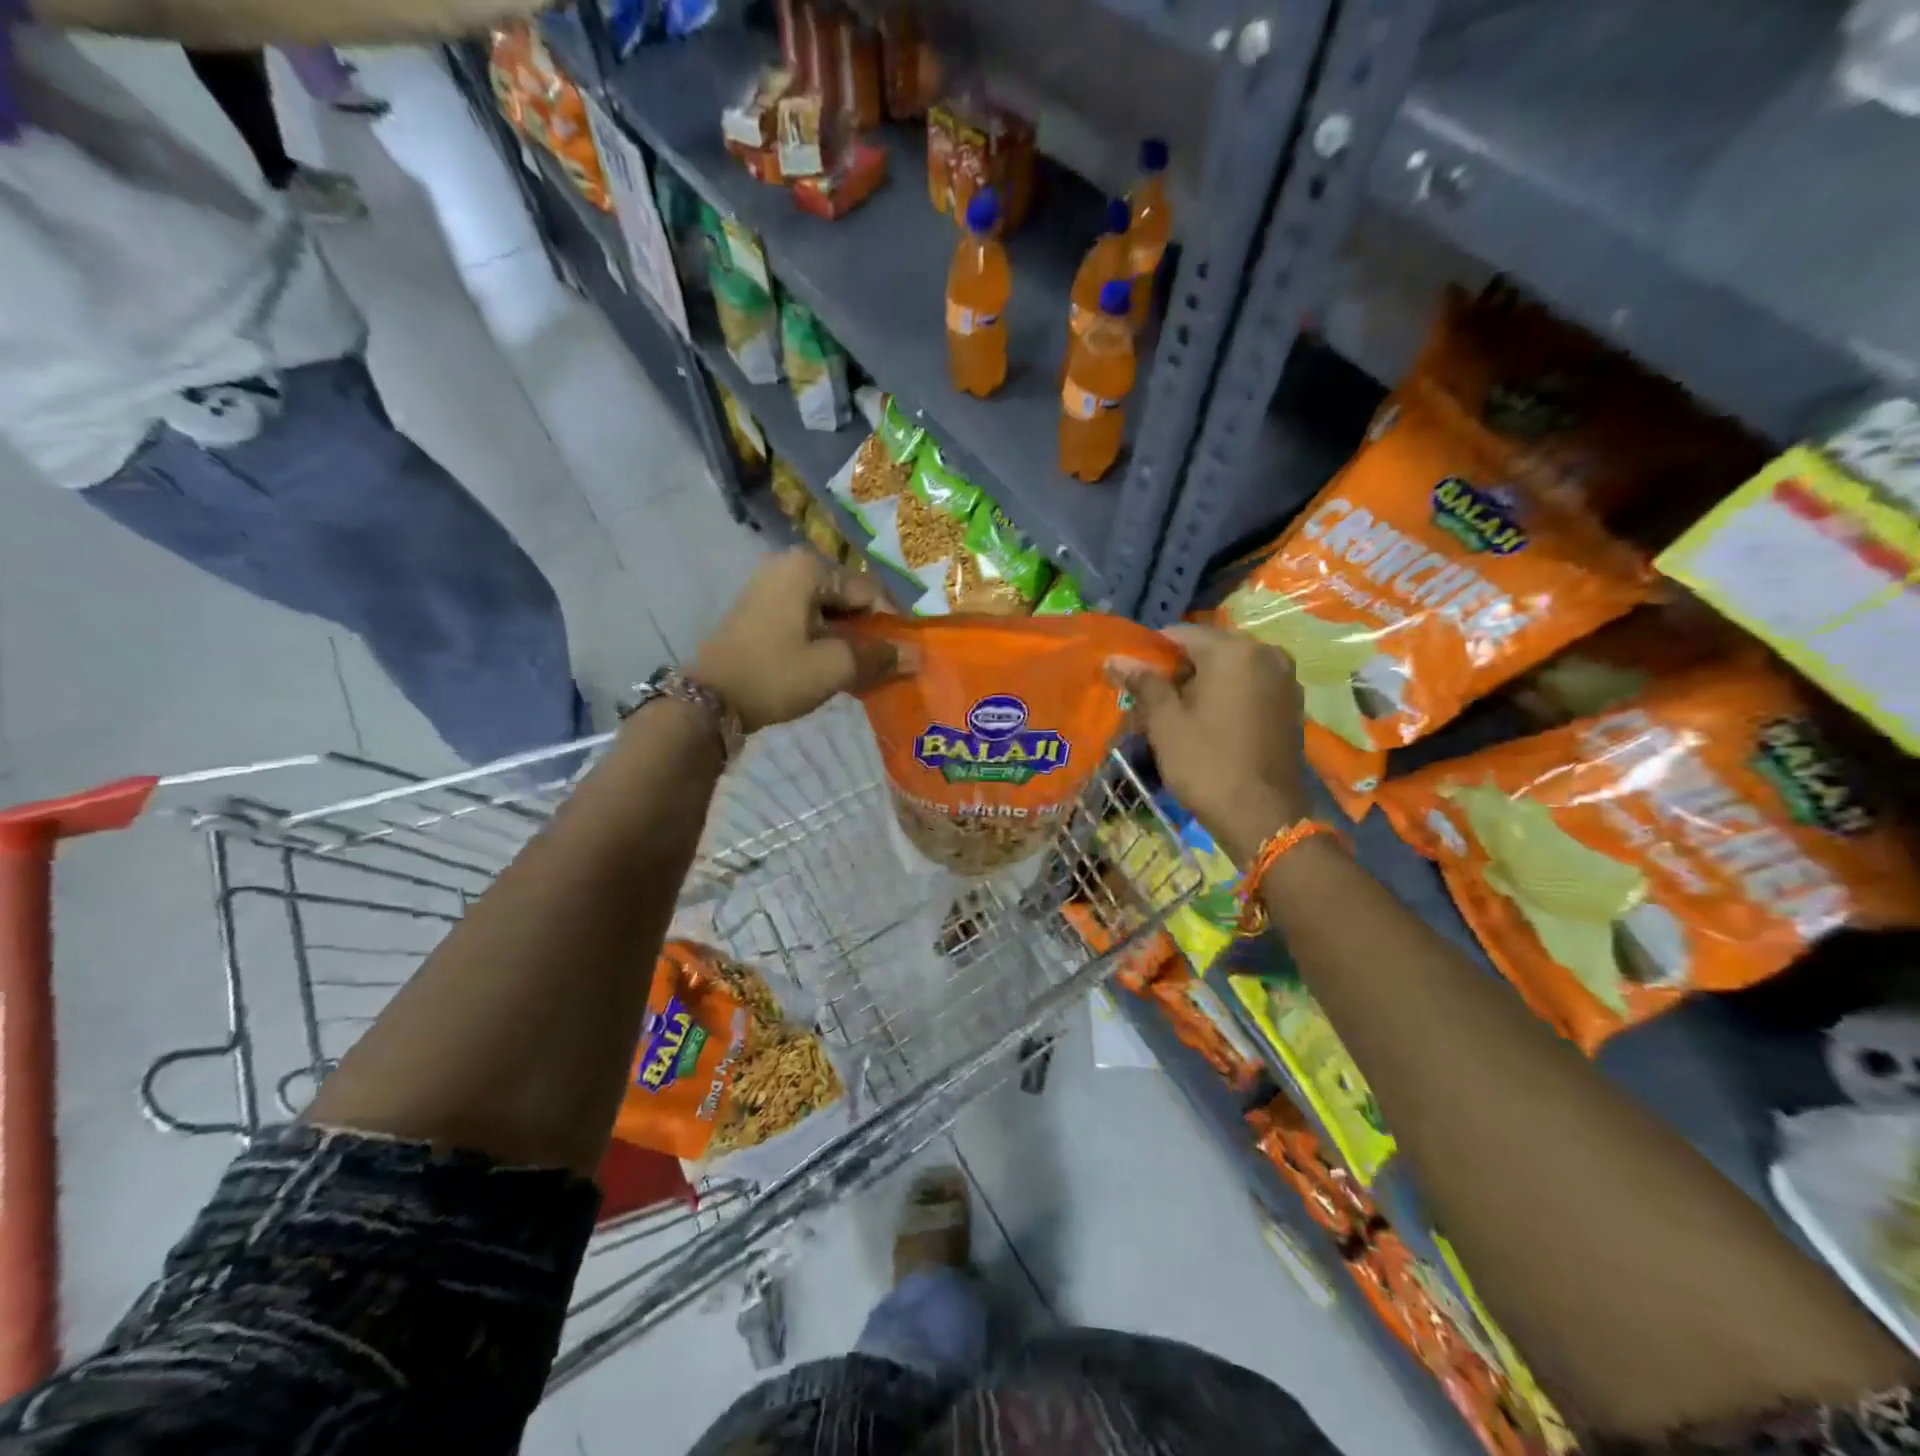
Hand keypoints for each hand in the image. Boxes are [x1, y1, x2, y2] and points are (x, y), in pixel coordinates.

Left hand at [690, 549, 899, 732]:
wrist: (709, 701)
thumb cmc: (775, 675)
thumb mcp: (834, 667)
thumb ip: (879, 657)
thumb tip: (918, 655)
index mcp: (808, 568)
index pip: (869, 592)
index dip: (890, 626)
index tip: (902, 659)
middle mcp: (789, 566)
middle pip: (848, 599)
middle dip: (867, 634)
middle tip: (882, 669)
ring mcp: (770, 587)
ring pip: (827, 612)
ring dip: (847, 640)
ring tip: (859, 673)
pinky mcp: (759, 611)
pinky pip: (806, 619)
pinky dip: (823, 641)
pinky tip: (830, 669)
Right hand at [1110, 625, 1309, 861]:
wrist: (1262, 817)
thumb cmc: (1206, 763)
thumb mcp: (1166, 722)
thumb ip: (1143, 682)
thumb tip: (1115, 658)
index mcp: (1234, 650)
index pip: (1181, 634)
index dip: (1151, 653)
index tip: (1131, 679)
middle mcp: (1266, 654)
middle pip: (1208, 650)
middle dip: (1177, 671)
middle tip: (1149, 703)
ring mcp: (1284, 680)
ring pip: (1230, 670)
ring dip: (1200, 685)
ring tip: (1174, 717)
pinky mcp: (1291, 705)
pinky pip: (1249, 688)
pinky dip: (1225, 698)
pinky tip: (1206, 725)